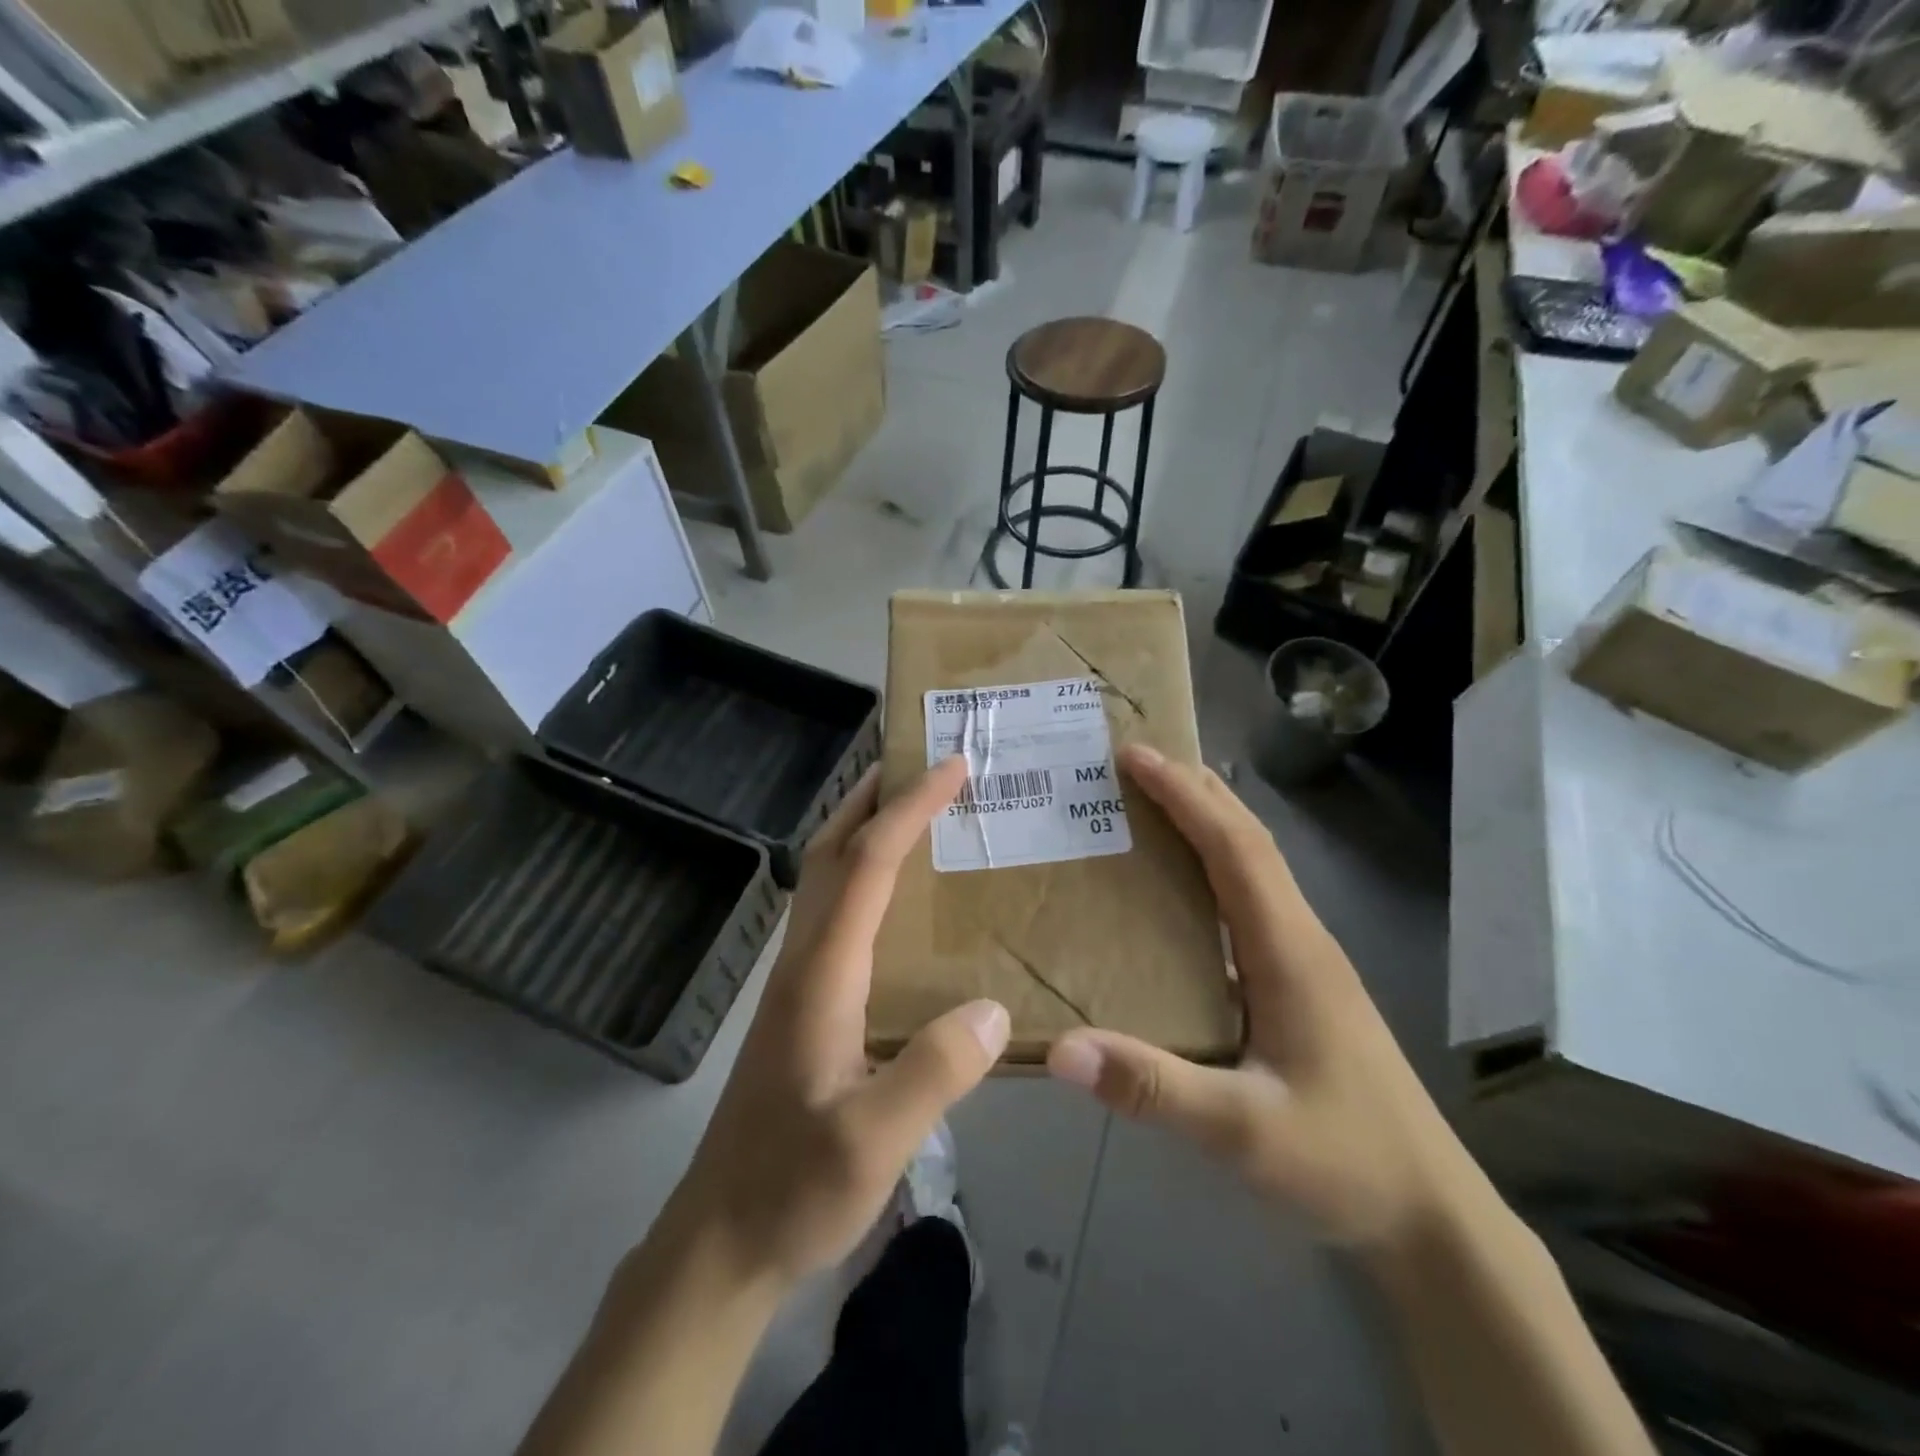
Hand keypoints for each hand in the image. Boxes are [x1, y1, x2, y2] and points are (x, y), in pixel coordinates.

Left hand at [671, 757, 1008, 1288]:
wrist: (721, 1238)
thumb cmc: (793, 1187)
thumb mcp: (872, 1141)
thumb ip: (934, 1073)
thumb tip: (995, 1010)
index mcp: (823, 972)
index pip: (869, 864)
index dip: (910, 809)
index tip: (951, 767)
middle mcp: (805, 959)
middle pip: (834, 851)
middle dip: (874, 795)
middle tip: (922, 760)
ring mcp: (798, 979)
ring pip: (828, 877)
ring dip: (864, 828)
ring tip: (914, 808)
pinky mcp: (803, 1001)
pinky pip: (835, 911)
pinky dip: (864, 873)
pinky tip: (896, 897)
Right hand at [1046, 746, 1475, 1255]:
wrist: (1432, 1217)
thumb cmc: (1344, 1162)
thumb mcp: (1242, 1133)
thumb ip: (1152, 1088)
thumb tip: (1061, 1049)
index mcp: (1290, 951)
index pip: (1235, 848)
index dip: (1185, 796)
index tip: (1136, 756)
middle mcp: (1301, 939)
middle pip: (1249, 841)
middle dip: (1195, 791)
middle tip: (1134, 763)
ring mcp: (1306, 960)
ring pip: (1255, 867)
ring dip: (1207, 823)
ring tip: (1151, 804)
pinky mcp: (1300, 984)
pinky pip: (1251, 901)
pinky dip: (1215, 867)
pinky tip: (1182, 887)